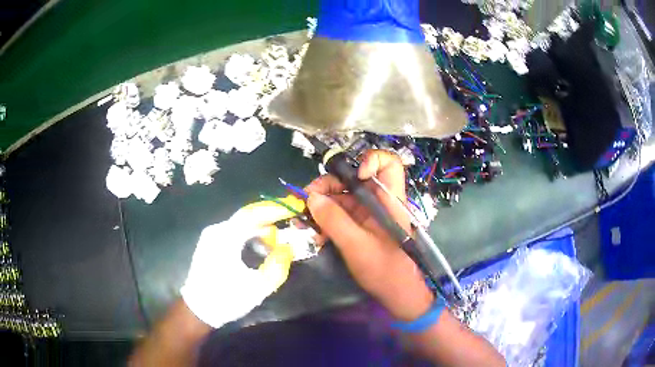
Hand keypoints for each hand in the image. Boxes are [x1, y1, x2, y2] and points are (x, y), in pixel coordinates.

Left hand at [180, 205, 294, 327]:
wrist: (198, 309)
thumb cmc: (226, 299)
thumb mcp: (257, 287)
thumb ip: (277, 266)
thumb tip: (287, 248)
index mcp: (226, 238)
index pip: (253, 214)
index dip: (275, 209)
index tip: (294, 206)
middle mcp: (216, 231)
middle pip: (247, 216)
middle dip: (270, 218)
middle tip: (290, 222)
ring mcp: (211, 236)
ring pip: (241, 224)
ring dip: (260, 229)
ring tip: (276, 242)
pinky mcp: (210, 243)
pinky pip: (234, 231)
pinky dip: (250, 234)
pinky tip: (259, 247)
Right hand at [305, 150, 433, 320]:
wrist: (397, 295)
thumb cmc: (385, 270)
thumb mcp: (357, 245)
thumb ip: (334, 221)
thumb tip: (311, 199)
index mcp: (389, 200)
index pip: (389, 164)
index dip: (370, 161)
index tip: (352, 178)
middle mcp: (379, 202)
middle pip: (353, 179)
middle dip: (328, 186)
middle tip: (306, 200)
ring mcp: (368, 215)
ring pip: (342, 198)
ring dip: (320, 206)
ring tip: (303, 221)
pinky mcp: (360, 227)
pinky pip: (340, 215)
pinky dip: (325, 221)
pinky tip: (313, 233)